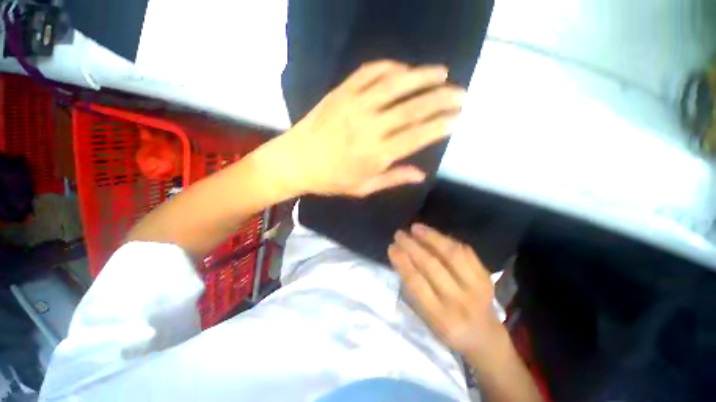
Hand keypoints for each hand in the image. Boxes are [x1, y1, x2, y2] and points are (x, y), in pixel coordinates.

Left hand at [265, 60, 464, 196]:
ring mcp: (354, 106)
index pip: (416, 136)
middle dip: (441, 99)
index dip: (439, 126)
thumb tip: (421, 175)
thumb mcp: (363, 188)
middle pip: (412, 108)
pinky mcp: (341, 93)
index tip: (456, 118)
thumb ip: (393, 179)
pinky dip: (390, 67)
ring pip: (395, 84)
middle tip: (460, 93)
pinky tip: (404, 69)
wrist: (296, 161)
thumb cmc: (330, 180)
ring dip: (422, 76)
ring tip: (442, 73)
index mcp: (375, 155)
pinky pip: (370, 73)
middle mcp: (369, 127)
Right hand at [388, 224, 504, 355]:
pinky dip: (447, 240)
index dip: (402, 262)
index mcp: (441, 318)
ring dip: (431, 237)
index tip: (392, 247)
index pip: (417, 283)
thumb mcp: (427, 318)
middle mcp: (460, 302)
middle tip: (399, 234)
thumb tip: (400, 257)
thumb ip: (414, 290)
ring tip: (416, 227)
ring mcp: (477, 288)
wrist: (485, 336)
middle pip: (432, 266)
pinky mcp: (486, 277)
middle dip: (412, 246)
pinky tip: (433, 233)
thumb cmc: (449, 328)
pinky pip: (466, 252)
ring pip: (451, 254)